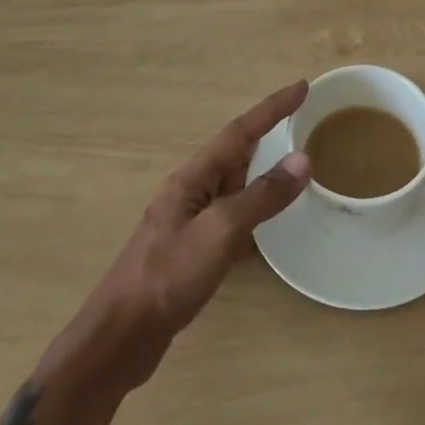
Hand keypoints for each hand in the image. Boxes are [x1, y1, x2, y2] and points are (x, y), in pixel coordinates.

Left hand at [78, 81, 311, 387]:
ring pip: (234, 183)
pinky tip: (266, 218)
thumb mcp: (220, 232)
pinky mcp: (193, 250)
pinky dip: (254, 205)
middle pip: (235, 151)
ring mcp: (190, 221)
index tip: (302, 87)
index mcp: (193, 178)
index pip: (240, 131)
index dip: (272, 108)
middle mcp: (191, 191)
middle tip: (301, 117)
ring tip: (292, 159)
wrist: (121, 338)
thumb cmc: (168, 277)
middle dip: (267, 131)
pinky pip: (232, 213)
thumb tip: (303, 160)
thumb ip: (262, 197)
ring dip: (261, 167)